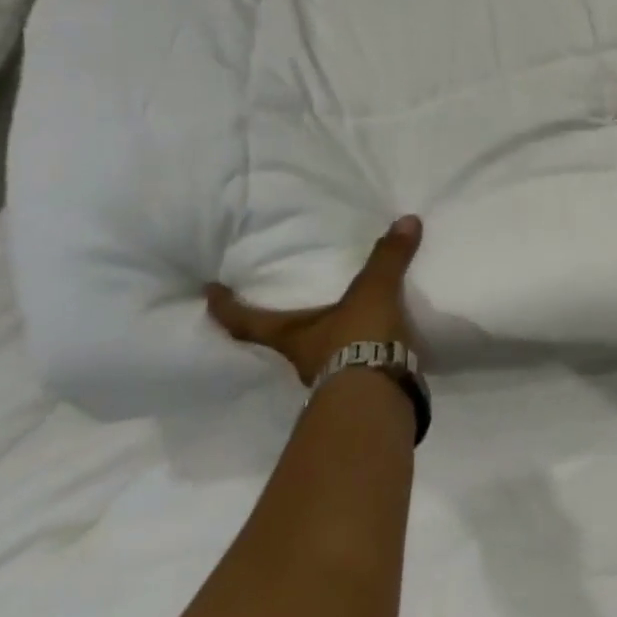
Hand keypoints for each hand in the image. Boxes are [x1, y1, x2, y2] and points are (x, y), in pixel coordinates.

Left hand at [205, 216, 422, 386]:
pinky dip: (361, 349)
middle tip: (285, 299)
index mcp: (290, 335)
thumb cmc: (357, 341)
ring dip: (326, 337)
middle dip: (281, 322)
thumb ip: (387, 258)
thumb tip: (406, 219)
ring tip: (342, 314)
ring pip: (318, 353)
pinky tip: (377, 336)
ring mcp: (330, 377)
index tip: (209, 292)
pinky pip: (355, 362)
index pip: (245, 322)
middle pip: (280, 339)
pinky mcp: (360, 387)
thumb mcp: (373, 293)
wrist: (381, 397)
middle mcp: (302, 358)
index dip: (225, 307)